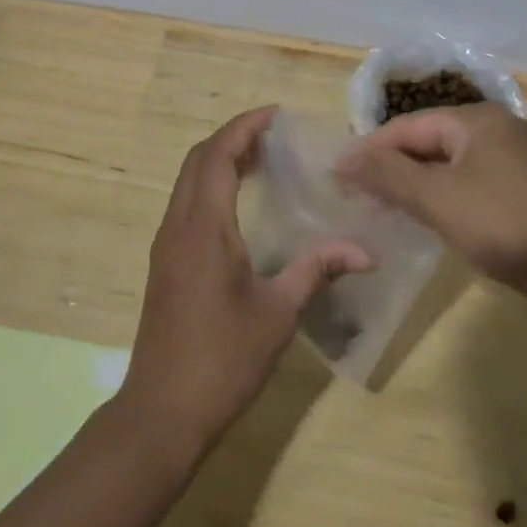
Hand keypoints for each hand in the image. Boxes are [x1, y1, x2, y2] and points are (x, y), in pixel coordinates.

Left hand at [121, 105, 370, 452]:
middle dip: (233, 137)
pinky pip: (185, 203)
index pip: (218, 154)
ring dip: (219, 160)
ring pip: (188, 181)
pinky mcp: (164, 263)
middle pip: (198, 159)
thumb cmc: (223, 358)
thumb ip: (317, 270)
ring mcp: (166, 244)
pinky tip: (239, 205)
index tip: (276, 114)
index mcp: (204, 227)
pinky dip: (210, 186)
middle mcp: (178, 225)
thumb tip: (365, 252)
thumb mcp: (278, 313)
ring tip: (261, 160)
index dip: (245, 126)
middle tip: (274, 135)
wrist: (162, 411)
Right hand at [335, 103, 526, 299]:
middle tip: (357, 193)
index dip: (370, 149)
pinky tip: (425, 213)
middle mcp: (496, 127)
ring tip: (382, 204)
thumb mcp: (436, 198)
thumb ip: (387, 174)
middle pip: (428, 140)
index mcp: (476, 119)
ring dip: (413, 181)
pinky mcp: (521, 185)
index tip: (337, 175)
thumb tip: (342, 158)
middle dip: (391, 166)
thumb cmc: (501, 224)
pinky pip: (467, 178)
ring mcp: (512, 156)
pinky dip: (441, 192)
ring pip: (447, 161)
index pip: (408, 126)